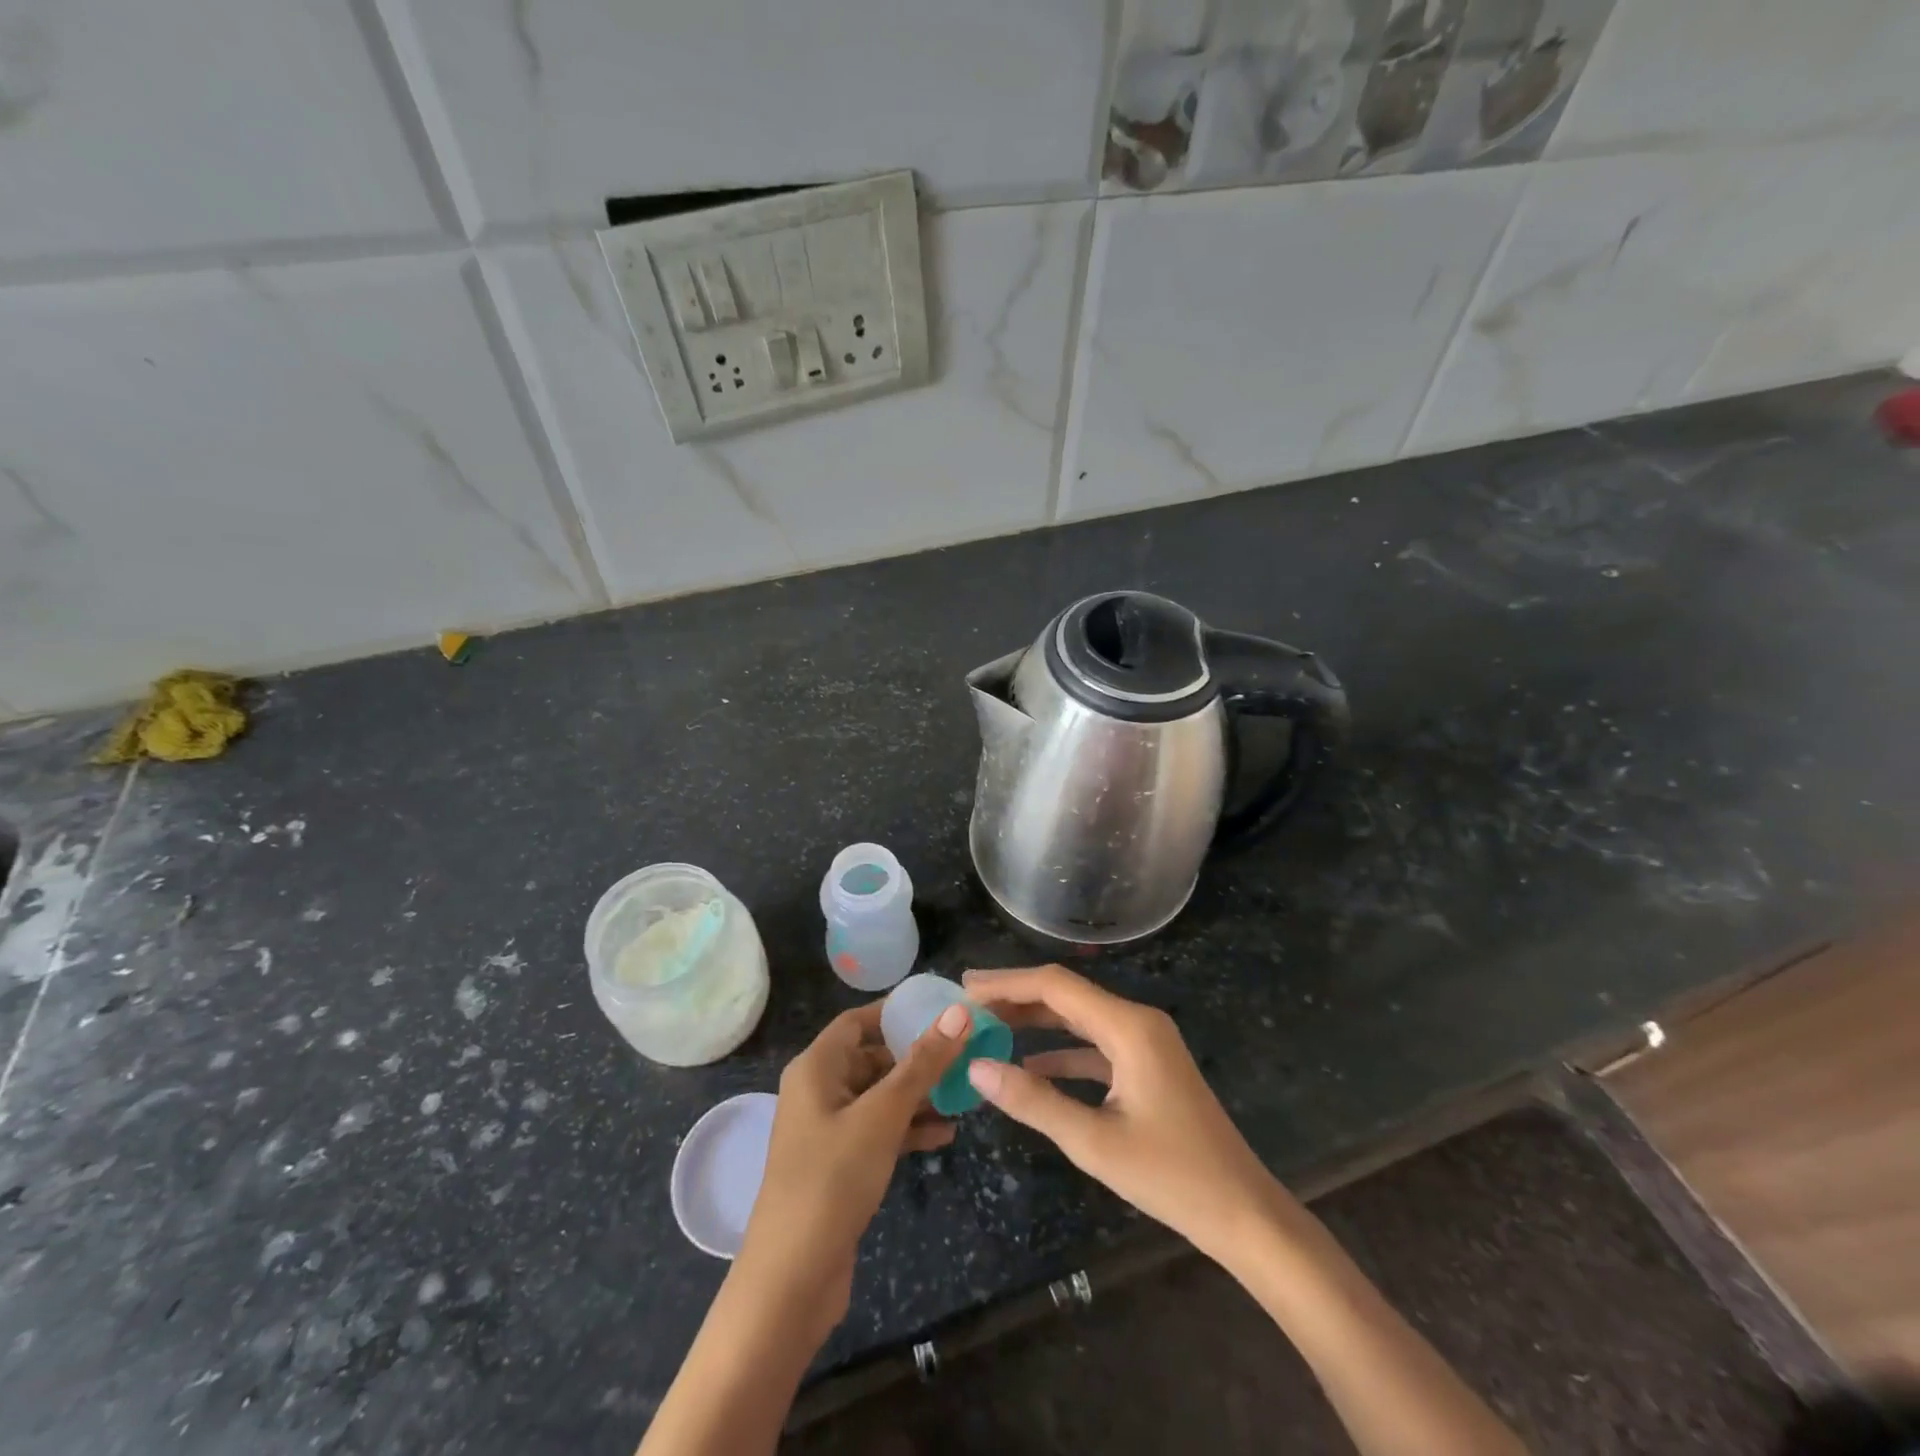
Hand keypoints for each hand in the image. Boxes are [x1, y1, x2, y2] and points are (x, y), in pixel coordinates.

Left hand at [734, 999, 969, 1339]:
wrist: (791, 1280)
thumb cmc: (833, 1179)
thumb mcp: (883, 1115)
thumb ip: (922, 1064)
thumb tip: (959, 1012)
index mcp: (816, 1067)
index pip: (858, 1020)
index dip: (896, 1012)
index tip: (942, 1011)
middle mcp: (818, 1091)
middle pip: (871, 1057)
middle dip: (916, 1058)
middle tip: (964, 1055)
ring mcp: (827, 1130)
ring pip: (879, 1097)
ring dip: (918, 1096)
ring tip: (964, 1094)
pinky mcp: (838, 1165)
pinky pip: (878, 1131)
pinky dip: (907, 1129)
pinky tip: (946, 1136)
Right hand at [962, 964, 1281, 1262]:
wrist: (1243, 1212)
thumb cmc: (1172, 1176)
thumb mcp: (1094, 1142)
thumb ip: (1033, 1101)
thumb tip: (978, 1068)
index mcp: (1128, 1027)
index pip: (1056, 986)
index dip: (1008, 982)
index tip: (966, 986)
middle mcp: (1137, 1021)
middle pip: (1067, 996)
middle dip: (1017, 997)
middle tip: (969, 1004)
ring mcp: (1146, 1043)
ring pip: (1080, 1019)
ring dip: (1037, 1022)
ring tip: (990, 1026)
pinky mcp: (1148, 1066)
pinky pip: (1096, 1045)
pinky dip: (1062, 1051)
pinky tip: (1031, 1065)